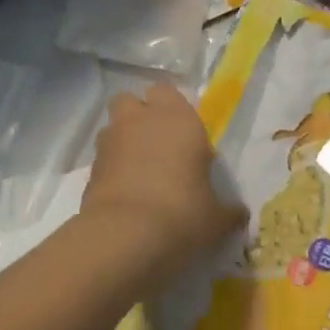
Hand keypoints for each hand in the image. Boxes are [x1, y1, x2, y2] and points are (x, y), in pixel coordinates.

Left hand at [83, 84, 246, 284]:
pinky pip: (102, 157)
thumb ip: (227, 211)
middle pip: (131, 100)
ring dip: (123, 140)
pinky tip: (124, 193)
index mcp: (178, 119)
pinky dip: (110, 168)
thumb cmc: (182, 214)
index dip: (172, 110)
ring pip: (113, 126)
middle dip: (139, 116)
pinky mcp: (90, 167)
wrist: (125, 237)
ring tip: (138, 170)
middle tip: (156, 144)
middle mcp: (141, 120)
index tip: (183, 135)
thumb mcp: (215, 218)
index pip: (167, 92)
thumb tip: (240, 214)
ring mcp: (111, 141)